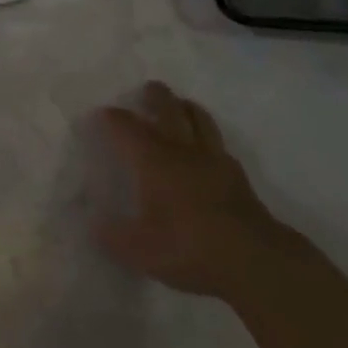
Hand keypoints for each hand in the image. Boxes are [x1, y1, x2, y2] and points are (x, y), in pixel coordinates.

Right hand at [90, 81, 286, 300]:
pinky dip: (209, 138)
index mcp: (153, 159)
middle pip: (168, 108)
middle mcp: (181, 149)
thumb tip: (95, 224)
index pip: (126, 127)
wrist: (252, 258)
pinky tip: (208, 149)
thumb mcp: (140, 251)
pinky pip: (219, 144)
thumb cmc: (189, 247)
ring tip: (180, 105)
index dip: (112, 118)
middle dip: (156, 96)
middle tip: (148, 89)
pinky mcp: (237, 175)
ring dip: (186, 107)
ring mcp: (213, 159)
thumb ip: (113, 236)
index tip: (103, 114)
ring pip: (199, 118)